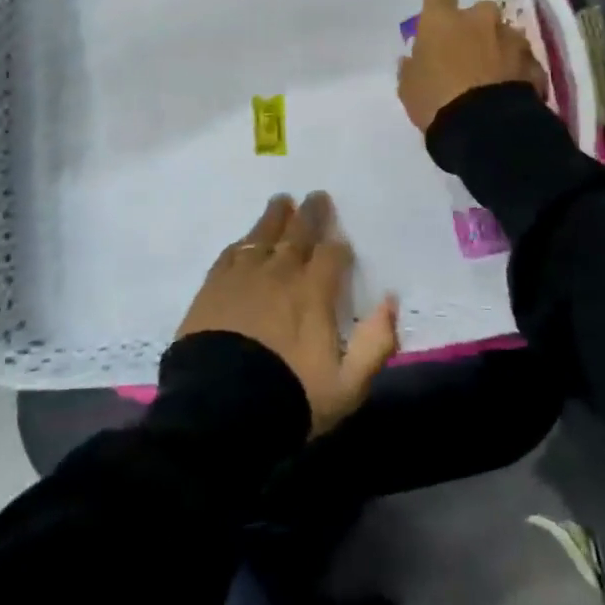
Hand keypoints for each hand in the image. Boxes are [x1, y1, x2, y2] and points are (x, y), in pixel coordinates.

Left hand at [177, 193, 398, 435]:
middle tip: (315, 196)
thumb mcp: (347, 385)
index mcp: (314, 292)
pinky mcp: (213, 286)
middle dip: (310, 215)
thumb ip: (375, 343)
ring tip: (282, 201)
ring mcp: (244, 276)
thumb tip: (390, 302)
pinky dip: (243, 242)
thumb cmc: (290, 396)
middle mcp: (280, 272)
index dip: (338, 246)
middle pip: (298, 233)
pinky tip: (246, 239)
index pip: (331, 255)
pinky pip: (232, 252)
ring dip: (275, 217)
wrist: (222, 408)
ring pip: (263, 235)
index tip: (340, 241)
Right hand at [398, 0, 547, 132]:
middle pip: (478, 11)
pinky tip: (508, 92)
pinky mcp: (533, 62)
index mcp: (443, 20)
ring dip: (497, 48)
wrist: (486, 128)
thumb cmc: (436, 101)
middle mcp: (479, 20)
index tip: (434, 20)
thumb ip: (411, 67)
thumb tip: (413, 58)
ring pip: (503, 34)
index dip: (436, 2)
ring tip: (491, 77)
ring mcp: (511, 39)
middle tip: (465, 54)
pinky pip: (522, 60)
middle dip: (474, 28)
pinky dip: (516, 70)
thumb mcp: (408, 87)